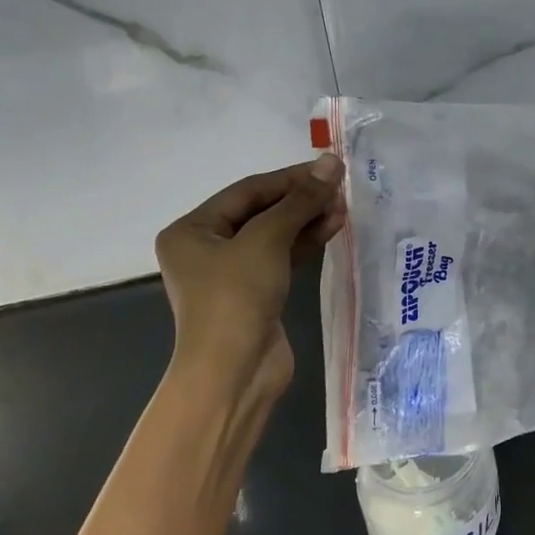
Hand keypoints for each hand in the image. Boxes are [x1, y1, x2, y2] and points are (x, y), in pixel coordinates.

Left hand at [155, 155, 344, 411]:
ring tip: (343, 208)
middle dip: (300, 200)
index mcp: (192, 230)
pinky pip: (282, 258)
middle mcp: (206, 248)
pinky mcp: (255, 294)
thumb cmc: (237, 297)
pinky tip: (332, 228)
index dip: (290, 178)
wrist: (234, 372)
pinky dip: (305, 243)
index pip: (247, 191)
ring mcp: (231, 274)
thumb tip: (330, 163)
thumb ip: (299, 201)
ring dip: (307, 220)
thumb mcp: (267, 240)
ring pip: (274, 235)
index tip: (329, 168)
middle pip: (260, 211)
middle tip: (340, 190)